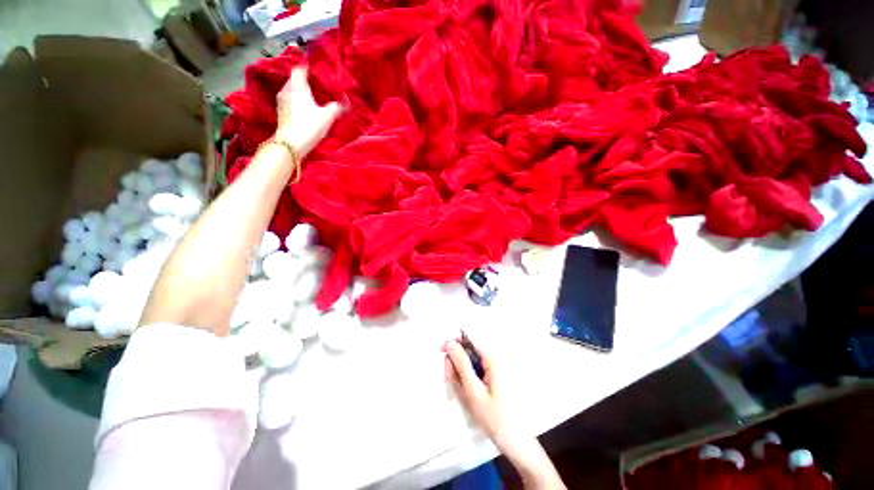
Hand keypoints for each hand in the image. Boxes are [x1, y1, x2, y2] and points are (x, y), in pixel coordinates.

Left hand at [275, 66, 343, 156]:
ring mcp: (282, 101)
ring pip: (292, 90)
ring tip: (313, 98)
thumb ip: (336, 108)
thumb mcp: (327, 117)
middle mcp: (287, 90)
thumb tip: (346, 104)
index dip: (308, 68)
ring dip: (301, 92)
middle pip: (295, 79)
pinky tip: (305, 109)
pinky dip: (297, 101)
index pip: (300, 69)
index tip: (317, 71)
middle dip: (305, 81)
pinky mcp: (281, 112)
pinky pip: (290, 100)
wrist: (291, 144)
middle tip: (318, 86)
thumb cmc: (308, 126)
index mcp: (297, 86)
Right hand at [444, 338, 566, 488]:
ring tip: (455, 385)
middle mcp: (494, 360)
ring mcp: (494, 369)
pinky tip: (464, 388)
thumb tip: (450, 343)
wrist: (515, 442)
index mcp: (492, 359)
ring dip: (460, 369)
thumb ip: (461, 365)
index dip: (455, 341)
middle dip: (456, 359)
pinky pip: (476, 369)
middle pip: (470, 349)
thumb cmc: (495, 417)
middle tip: (447, 376)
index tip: (442, 350)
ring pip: (471, 360)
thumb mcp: (474, 390)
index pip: (471, 338)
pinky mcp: (493, 377)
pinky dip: (467, 376)